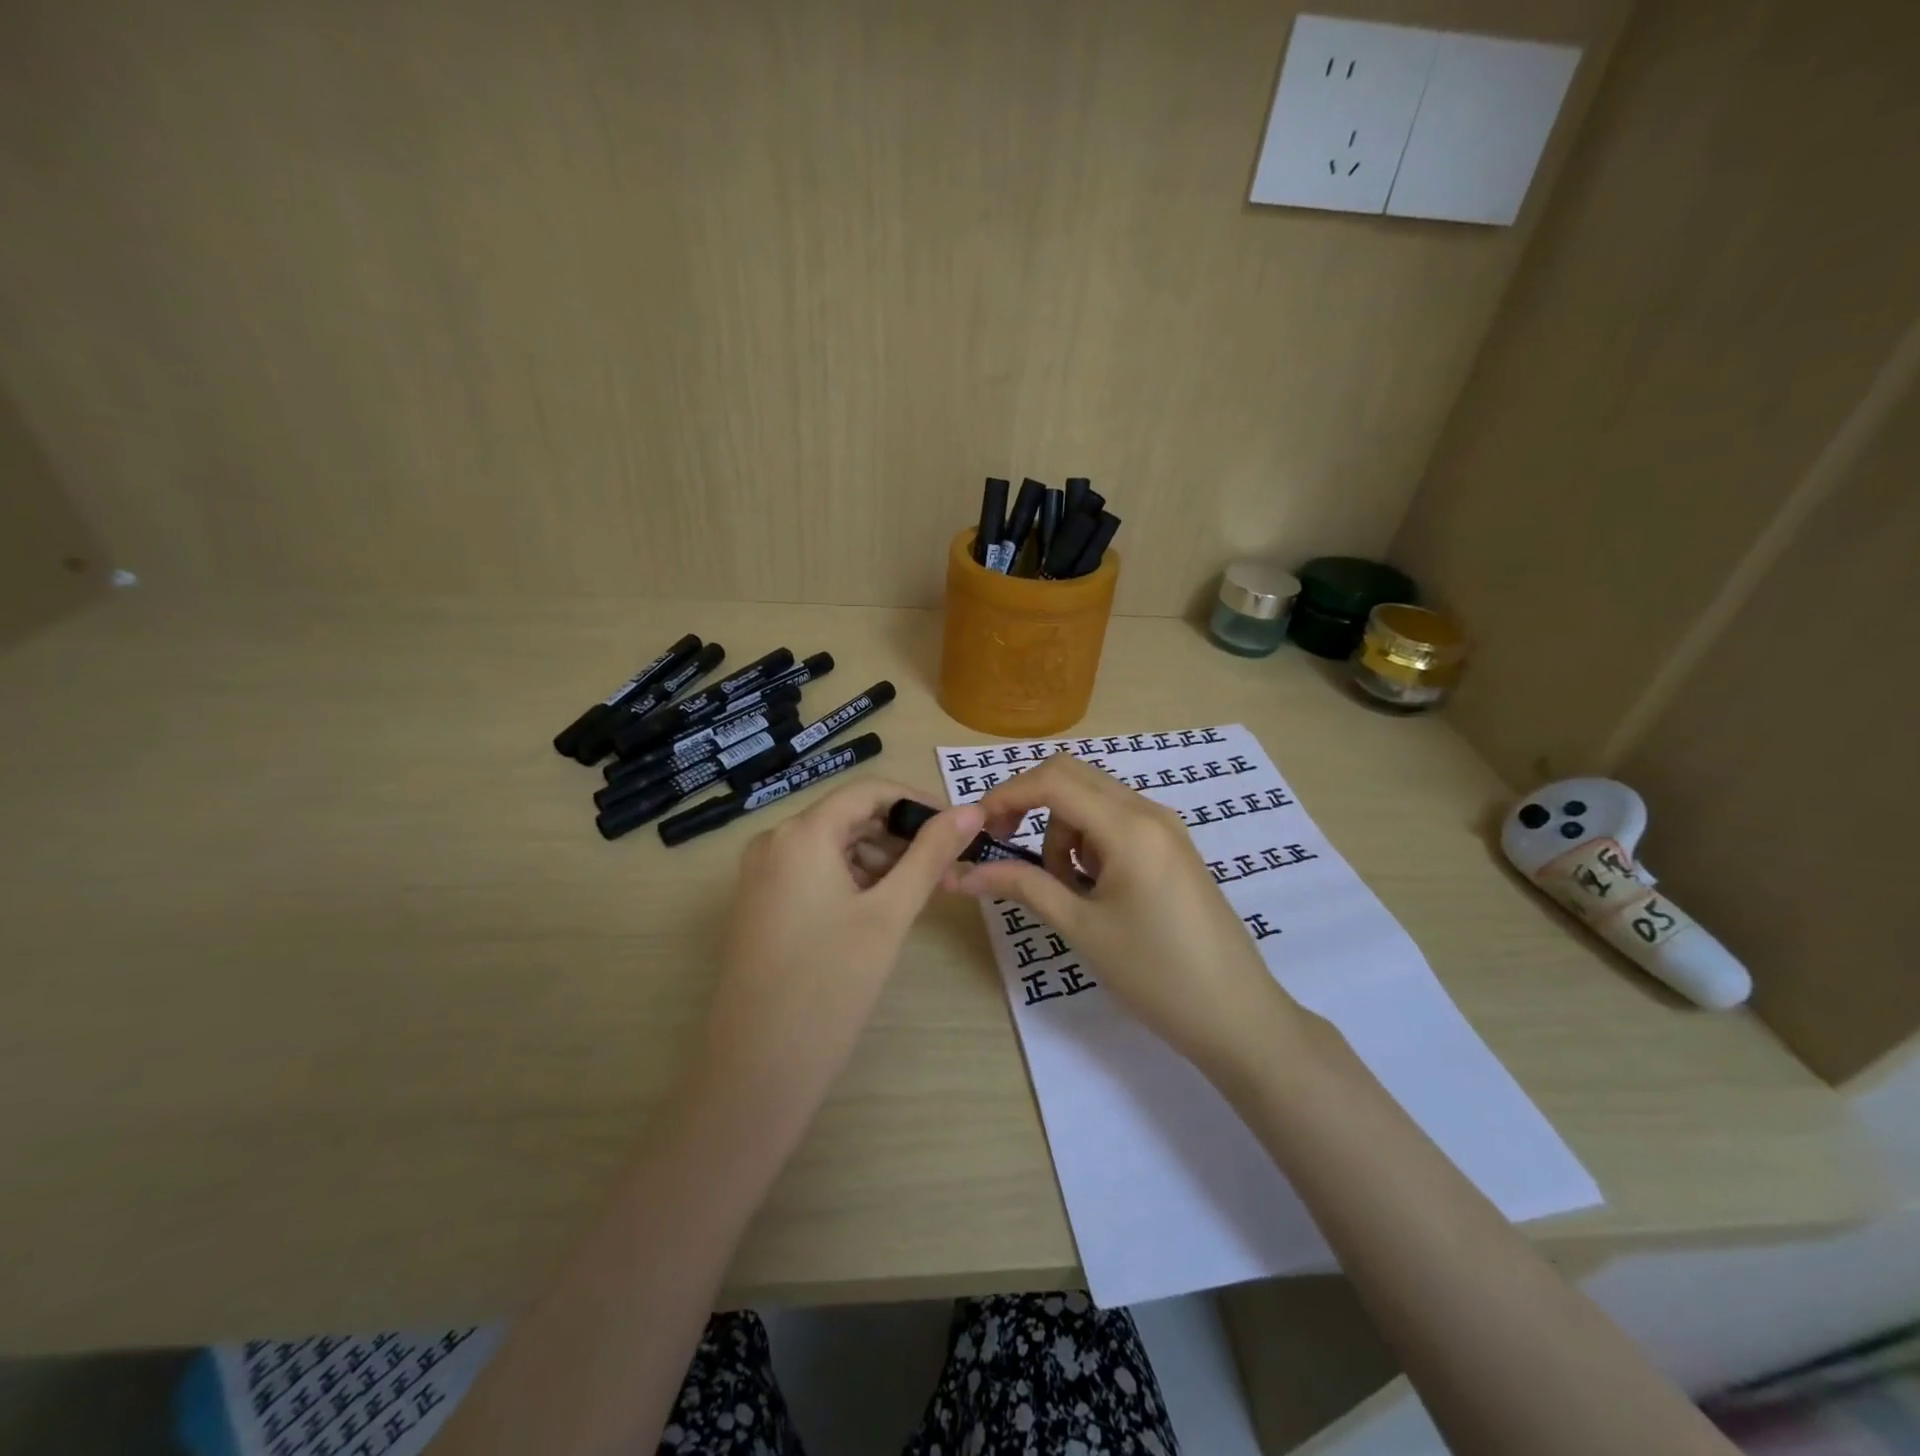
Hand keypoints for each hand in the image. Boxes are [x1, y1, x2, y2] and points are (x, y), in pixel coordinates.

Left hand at [695, 777, 983, 1111]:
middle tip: (944, 869)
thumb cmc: (830, 985)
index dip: (918, 803)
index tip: (958, 830)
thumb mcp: (890, 914)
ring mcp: (760, 875)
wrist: (756, 1070)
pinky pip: (812, 872)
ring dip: (878, 859)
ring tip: (917, 894)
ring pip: (832, 845)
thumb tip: (971, 810)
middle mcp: (774, 841)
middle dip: (900, 835)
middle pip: (849, 816)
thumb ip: (931, 855)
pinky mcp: (758, 905)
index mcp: (802, 833)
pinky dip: (850, 880)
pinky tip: (878, 912)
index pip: (870, 790)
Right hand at [952, 754, 1294, 1066]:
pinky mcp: (1171, 846)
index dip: (1005, 796)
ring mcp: (1165, 827)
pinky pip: (1115, 821)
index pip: (1053, 781)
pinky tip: (1094, 887)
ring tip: (1065, 889)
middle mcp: (1149, 811)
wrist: (1237, 1015)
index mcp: (1129, 827)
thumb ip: (1022, 887)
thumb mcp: (1081, 928)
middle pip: (1071, 776)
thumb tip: (963, 873)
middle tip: (1005, 846)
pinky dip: (1088, 840)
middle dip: (1029, 803)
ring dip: (1061, 829)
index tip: (976, 830)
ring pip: (1092, 799)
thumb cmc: (1155, 974)